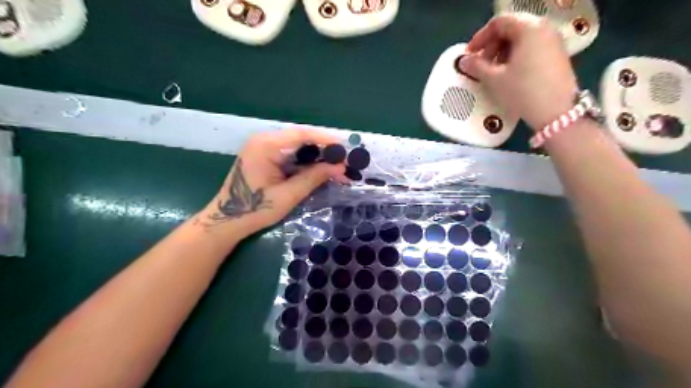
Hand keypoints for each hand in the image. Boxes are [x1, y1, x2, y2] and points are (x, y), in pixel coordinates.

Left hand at [195, 128, 344, 239]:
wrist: (227, 220)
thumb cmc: (256, 209)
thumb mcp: (288, 195)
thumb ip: (314, 177)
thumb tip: (340, 167)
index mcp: (266, 145)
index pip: (301, 134)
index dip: (326, 139)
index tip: (346, 146)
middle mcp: (264, 140)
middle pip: (301, 138)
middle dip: (324, 149)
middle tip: (344, 160)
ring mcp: (263, 147)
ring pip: (297, 146)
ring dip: (317, 155)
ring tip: (336, 165)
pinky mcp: (265, 156)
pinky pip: (290, 153)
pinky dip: (306, 161)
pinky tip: (320, 168)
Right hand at [461, 13, 578, 128]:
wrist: (557, 112)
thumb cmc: (523, 91)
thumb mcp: (494, 79)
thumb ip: (476, 67)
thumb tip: (464, 61)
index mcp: (529, 28)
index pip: (499, 22)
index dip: (480, 37)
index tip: (469, 54)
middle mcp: (544, 29)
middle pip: (511, 28)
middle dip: (491, 45)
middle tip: (481, 64)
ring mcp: (553, 42)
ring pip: (521, 39)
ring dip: (502, 52)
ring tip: (493, 72)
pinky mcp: (557, 56)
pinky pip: (531, 48)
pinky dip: (516, 57)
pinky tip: (509, 75)